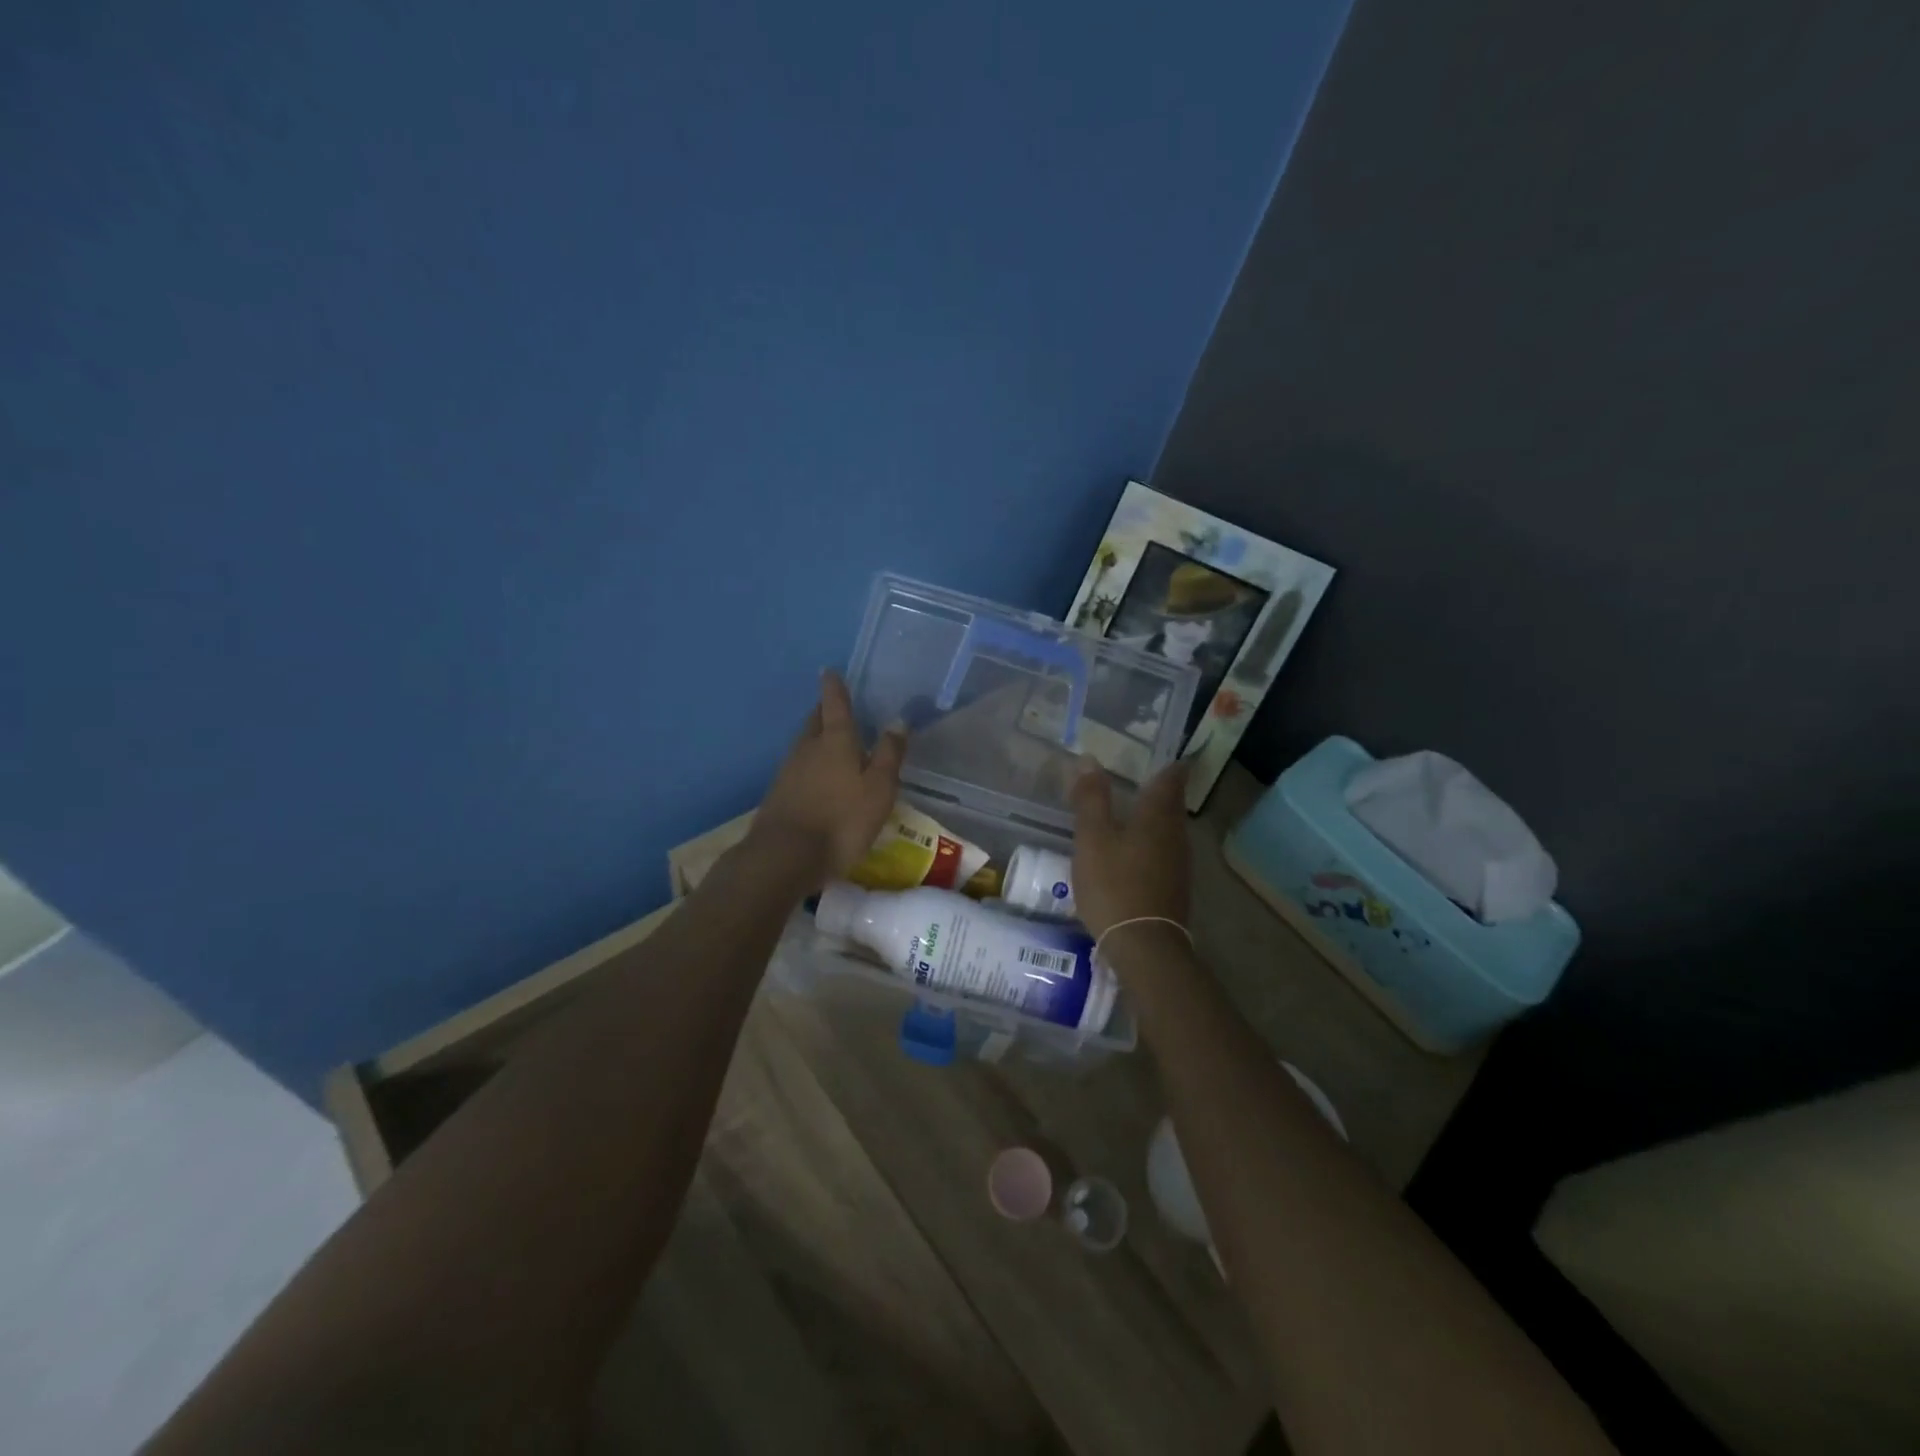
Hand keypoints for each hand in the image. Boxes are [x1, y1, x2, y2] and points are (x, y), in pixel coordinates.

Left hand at [752, 670, 906, 887]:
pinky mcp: (778, 794)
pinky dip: (810, 763)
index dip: (834, 687)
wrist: (785, 857)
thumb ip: (888, 755)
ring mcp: (788, 771)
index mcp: (835, 741)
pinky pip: (798, 767)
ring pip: (804, 743)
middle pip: (815, 721)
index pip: (835, 705)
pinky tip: (817, 776)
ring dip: (817, 737)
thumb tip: (897, 721)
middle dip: (824, 710)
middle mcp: (808, 748)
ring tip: (831, 740)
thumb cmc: (841, 820)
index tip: (829, 671)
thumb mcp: (878, 789)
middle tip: (836, 707)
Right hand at [1069, 759, 1191, 941]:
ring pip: (1169, 830)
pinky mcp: (1175, 887)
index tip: (1168, 756)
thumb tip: (1090, 760)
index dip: (1171, 766)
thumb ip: (1091, 799)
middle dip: (1160, 791)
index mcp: (1157, 817)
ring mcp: (1179, 864)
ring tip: (1132, 812)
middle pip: (1172, 805)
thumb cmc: (1114, 885)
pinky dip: (1151, 844)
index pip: (1171, 780)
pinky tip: (1133, 852)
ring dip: (1154, 819)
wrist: (1144, 946)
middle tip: (1142, 779)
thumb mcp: (1092, 839)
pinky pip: (1165, 853)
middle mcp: (1175, 835)